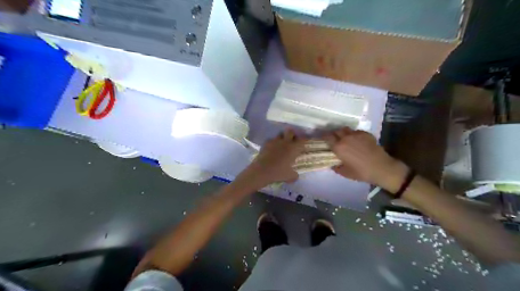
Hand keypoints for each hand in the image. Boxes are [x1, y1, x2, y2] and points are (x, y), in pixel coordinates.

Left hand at [241, 129, 305, 186]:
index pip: (302, 139)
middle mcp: (285, 142)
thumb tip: (296, 175)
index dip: (304, 139)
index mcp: (293, 148)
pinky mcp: (266, 143)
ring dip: (282, 138)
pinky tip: (271, 149)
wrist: (262, 171)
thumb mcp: (290, 177)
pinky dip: (272, 143)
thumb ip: (294, 175)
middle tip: (292, 140)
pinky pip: (271, 140)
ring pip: (280, 134)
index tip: (305, 141)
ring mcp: (275, 141)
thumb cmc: (278, 173)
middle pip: (290, 131)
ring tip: (281, 144)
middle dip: (292, 134)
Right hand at [324, 127, 407, 192]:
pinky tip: (357, 141)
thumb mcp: (345, 173)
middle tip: (334, 140)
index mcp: (338, 147)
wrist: (381, 168)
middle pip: (336, 131)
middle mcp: (346, 138)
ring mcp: (357, 134)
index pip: (327, 137)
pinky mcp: (366, 134)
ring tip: (345, 139)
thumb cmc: (361, 172)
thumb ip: (336, 167)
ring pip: (346, 129)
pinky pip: (356, 131)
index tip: (323, 139)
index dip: (324, 137)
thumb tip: (333, 164)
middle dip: (334, 134)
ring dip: (343, 133)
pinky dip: (354, 135)